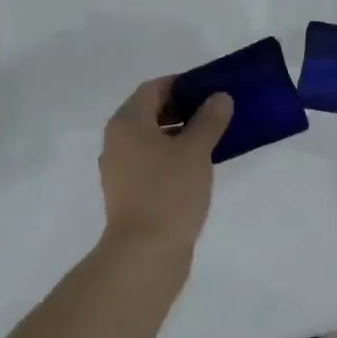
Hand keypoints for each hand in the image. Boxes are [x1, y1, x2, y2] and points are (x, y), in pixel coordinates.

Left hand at [99, 78, 231, 259]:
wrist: (144, 253)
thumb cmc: (168, 192)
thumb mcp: (195, 151)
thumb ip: (209, 120)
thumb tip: (219, 97)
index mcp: (127, 122)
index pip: (153, 88)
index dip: (181, 84)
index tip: (210, 88)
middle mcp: (116, 141)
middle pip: (149, 112)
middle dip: (182, 109)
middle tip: (215, 112)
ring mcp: (120, 169)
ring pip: (151, 139)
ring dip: (178, 134)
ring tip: (211, 139)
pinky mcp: (128, 193)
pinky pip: (150, 162)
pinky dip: (171, 156)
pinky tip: (196, 168)